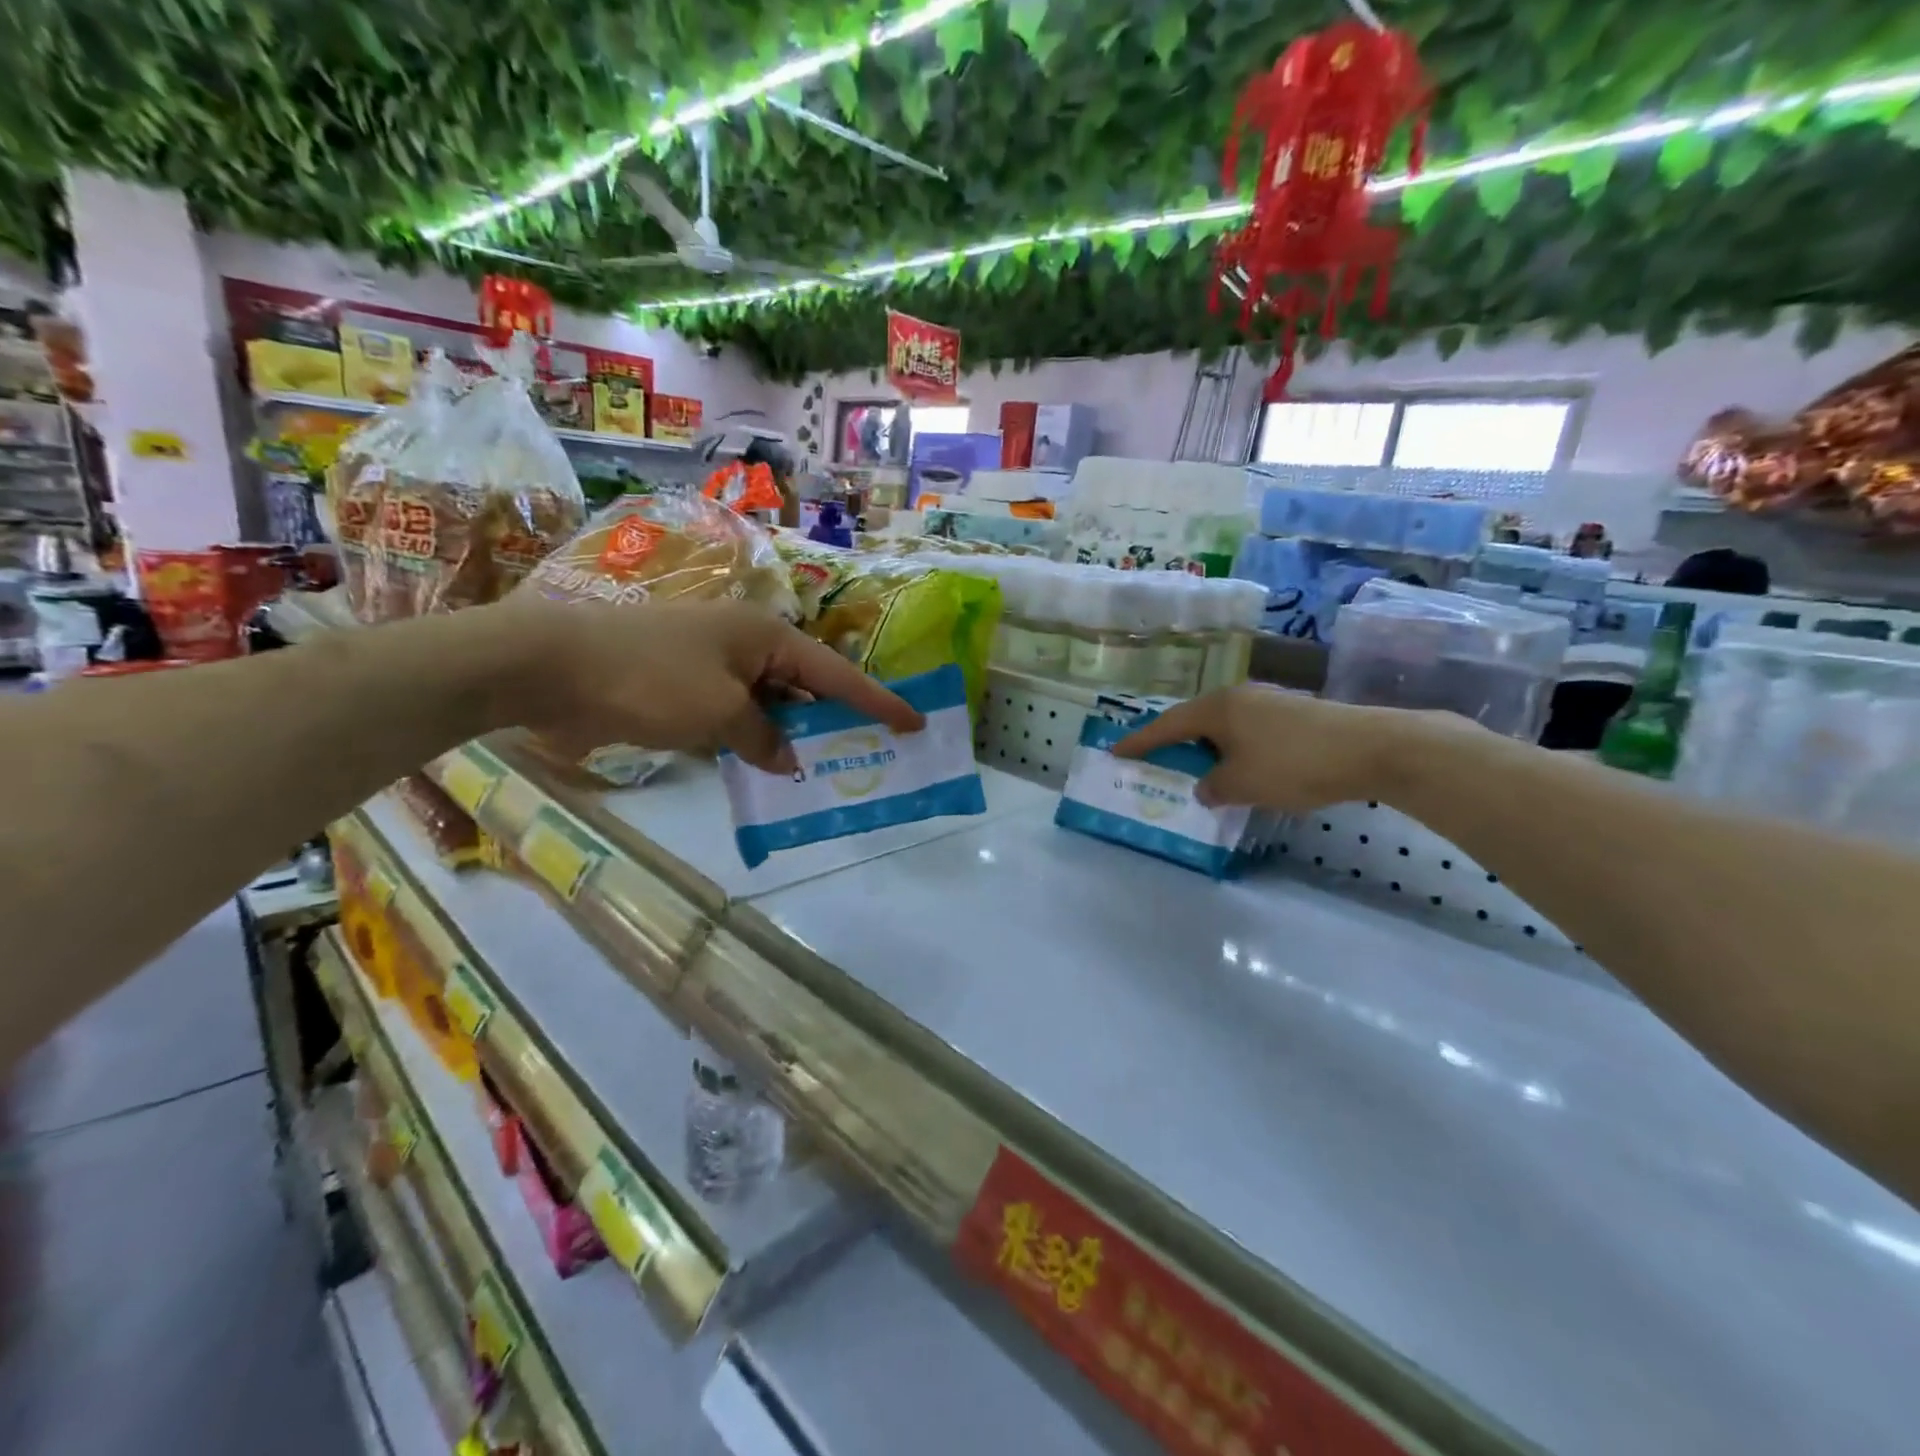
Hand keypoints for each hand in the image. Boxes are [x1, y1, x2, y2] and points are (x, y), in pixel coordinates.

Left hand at [497, 597, 923, 773]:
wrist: (549, 664)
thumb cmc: (648, 678)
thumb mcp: (718, 713)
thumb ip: (763, 737)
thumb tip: (787, 757)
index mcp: (765, 635)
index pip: (836, 673)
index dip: (877, 701)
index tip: (915, 722)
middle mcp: (746, 643)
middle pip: (806, 685)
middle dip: (836, 719)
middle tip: (871, 752)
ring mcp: (713, 662)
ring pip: (770, 702)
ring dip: (792, 733)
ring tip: (824, 768)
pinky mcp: (684, 684)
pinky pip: (736, 712)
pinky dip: (753, 737)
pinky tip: (765, 765)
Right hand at [1112, 684, 1432, 812]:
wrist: (1372, 748)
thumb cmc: (1294, 764)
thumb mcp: (1242, 785)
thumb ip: (1213, 788)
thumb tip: (1205, 787)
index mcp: (1217, 709)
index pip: (1166, 725)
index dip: (1139, 742)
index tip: (1116, 752)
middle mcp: (1239, 697)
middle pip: (1195, 721)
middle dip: (1174, 744)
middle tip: (1156, 762)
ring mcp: (1269, 702)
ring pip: (1224, 727)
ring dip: (1208, 749)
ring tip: (1199, 771)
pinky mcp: (1295, 714)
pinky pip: (1249, 732)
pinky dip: (1235, 751)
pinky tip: (1243, 770)